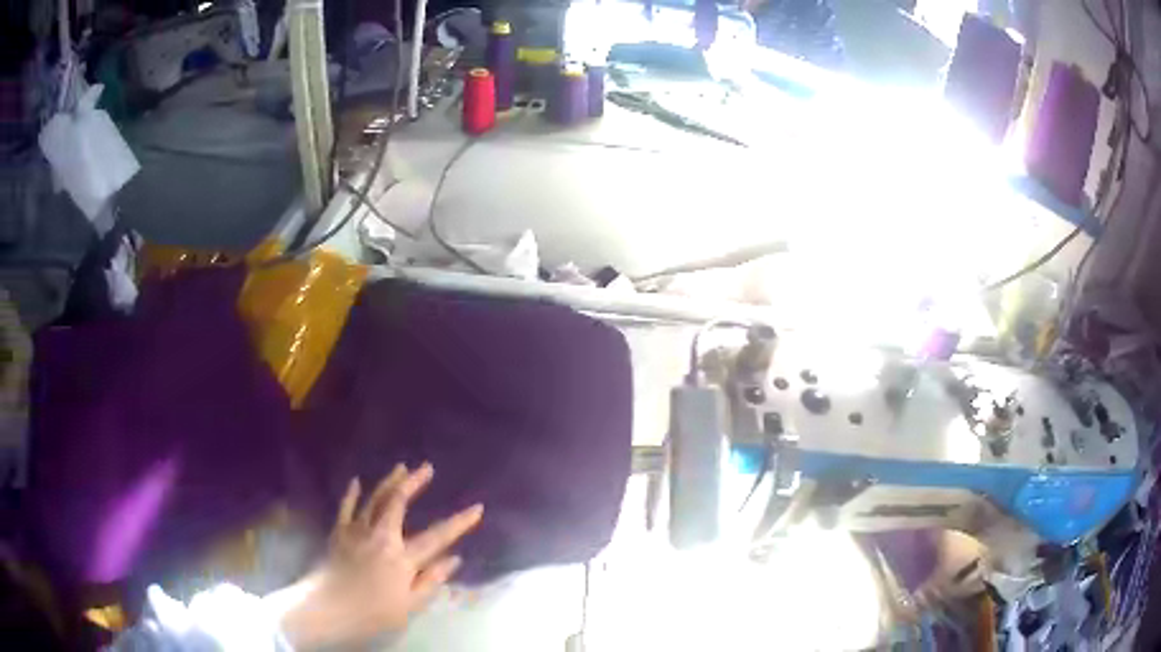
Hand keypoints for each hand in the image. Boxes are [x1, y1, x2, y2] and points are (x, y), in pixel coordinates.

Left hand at [276, 463, 483, 648]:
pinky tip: (356, 481)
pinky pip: (346, 508)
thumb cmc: (373, 613)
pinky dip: (352, 494)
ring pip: (374, 499)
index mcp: (402, 557)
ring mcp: (357, 531)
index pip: (437, 536)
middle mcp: (381, 536)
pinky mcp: (338, 533)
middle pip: (399, 503)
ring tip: (401, 467)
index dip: (459, 523)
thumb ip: (432, 580)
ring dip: (388, 481)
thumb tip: (455, 559)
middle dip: (414, 483)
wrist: (327, 608)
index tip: (476, 508)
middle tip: (427, 467)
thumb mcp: (410, 605)